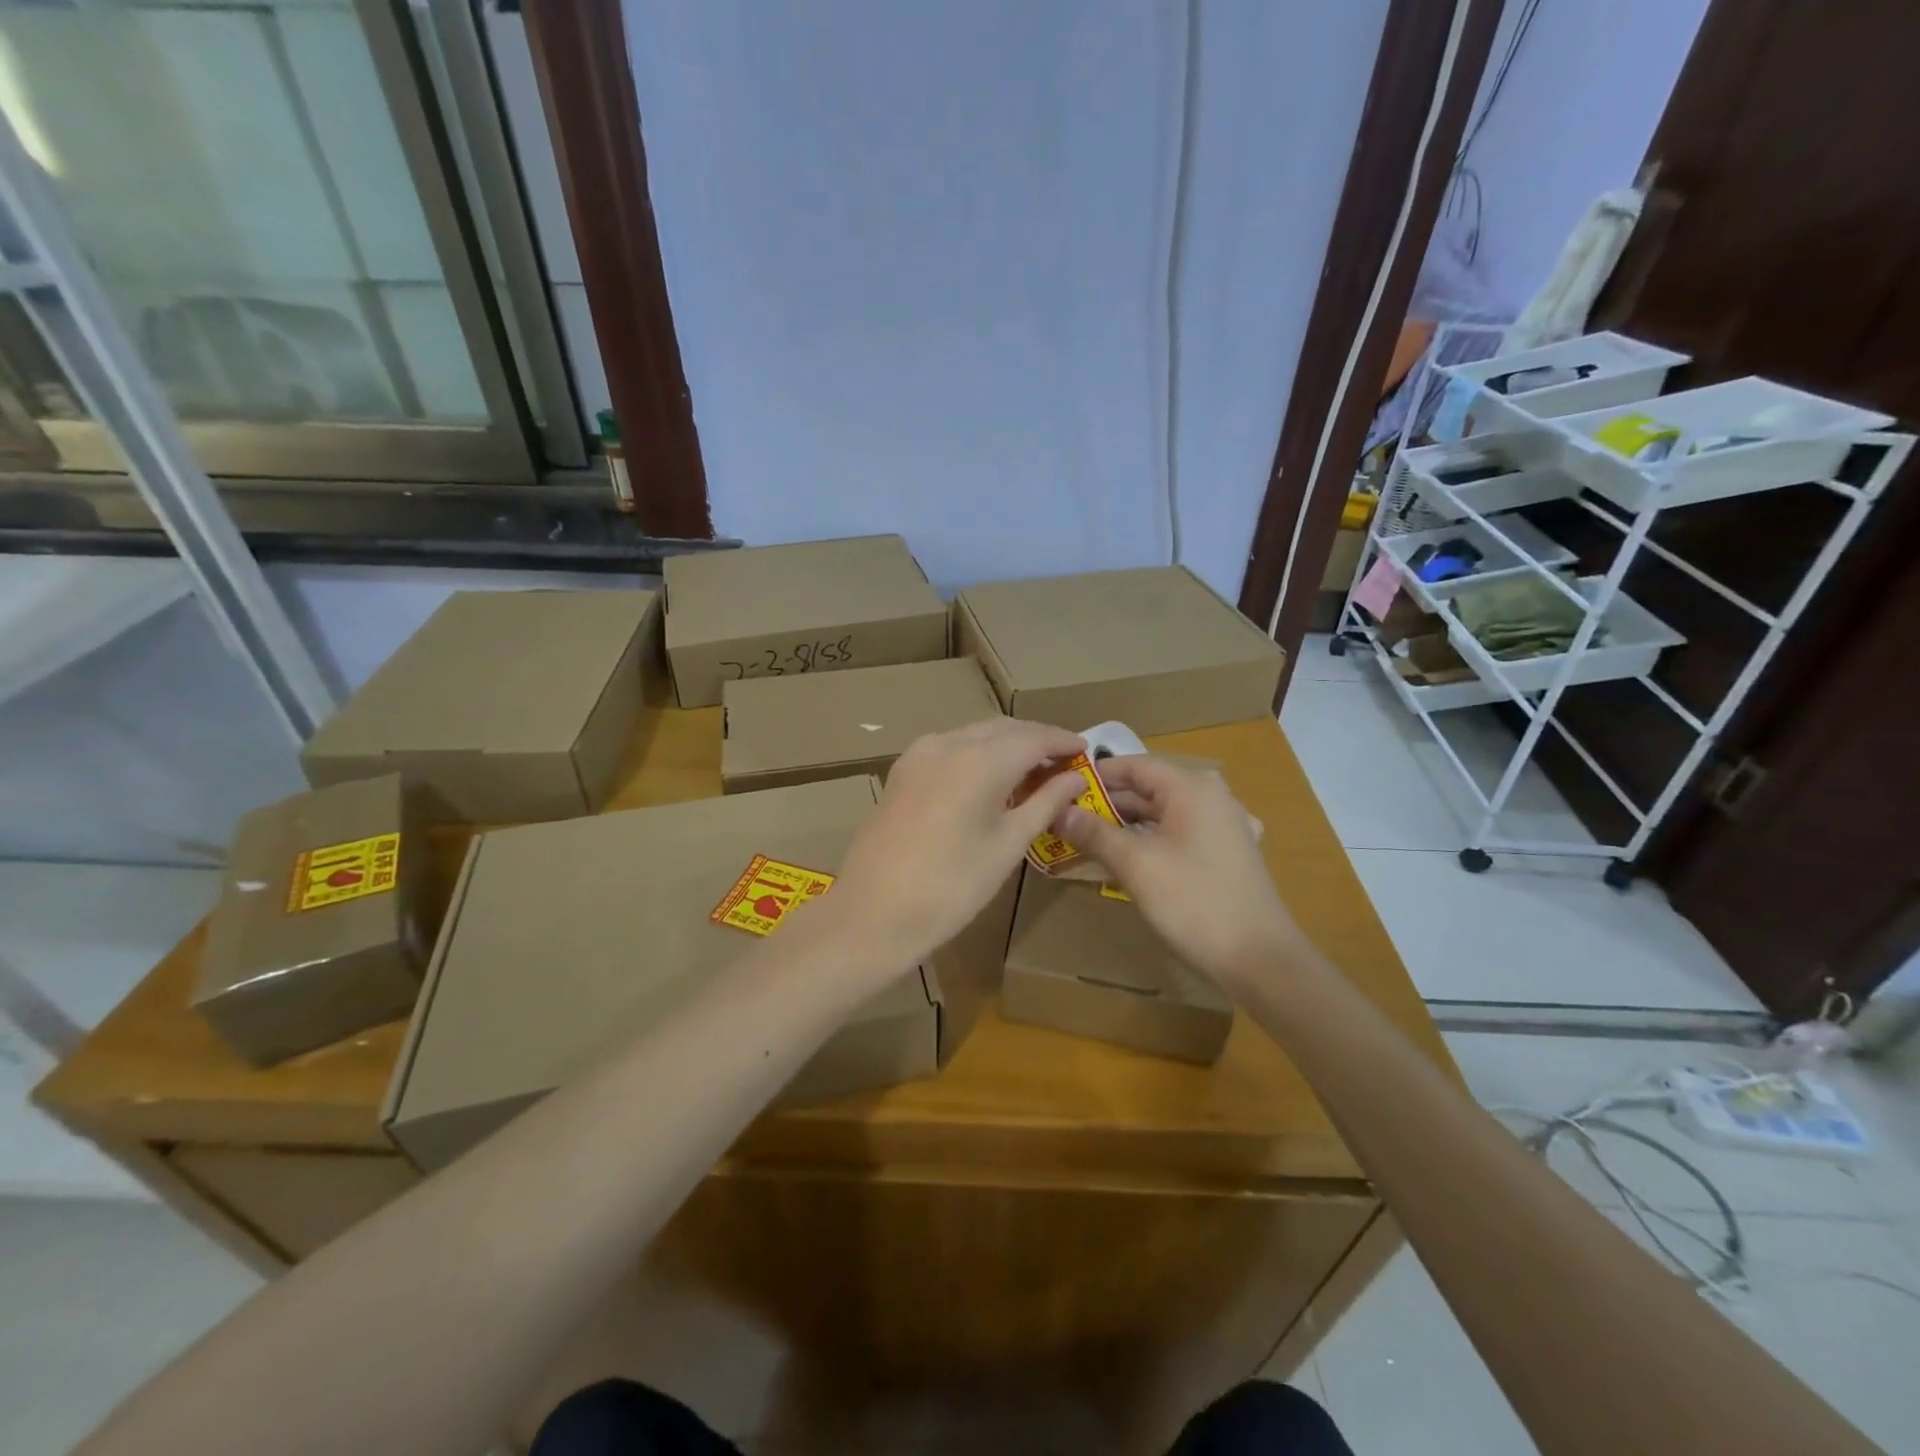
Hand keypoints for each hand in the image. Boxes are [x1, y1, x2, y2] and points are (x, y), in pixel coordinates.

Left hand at [821, 718, 1090, 972]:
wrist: (873, 913)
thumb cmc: (951, 887)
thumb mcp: (1007, 846)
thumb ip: (1044, 803)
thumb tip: (1075, 778)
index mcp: (979, 760)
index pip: (1033, 737)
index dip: (1063, 741)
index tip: (1086, 750)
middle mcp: (948, 743)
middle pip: (1003, 729)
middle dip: (1035, 740)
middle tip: (1064, 763)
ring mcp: (919, 754)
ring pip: (975, 734)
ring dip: (1006, 745)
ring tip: (1032, 772)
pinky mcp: (902, 770)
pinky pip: (951, 747)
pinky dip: (978, 754)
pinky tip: (991, 778)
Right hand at [1054, 755, 1297, 987]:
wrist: (1260, 959)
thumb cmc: (1194, 903)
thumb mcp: (1136, 865)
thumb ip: (1095, 833)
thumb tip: (1058, 811)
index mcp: (1191, 789)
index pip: (1134, 765)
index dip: (1096, 774)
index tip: (1060, 787)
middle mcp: (1211, 797)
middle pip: (1149, 788)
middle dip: (1107, 802)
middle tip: (1067, 817)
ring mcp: (1224, 826)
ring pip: (1164, 813)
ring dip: (1127, 823)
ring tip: (1089, 838)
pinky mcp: (1228, 853)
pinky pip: (1181, 833)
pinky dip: (1153, 839)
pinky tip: (1133, 857)